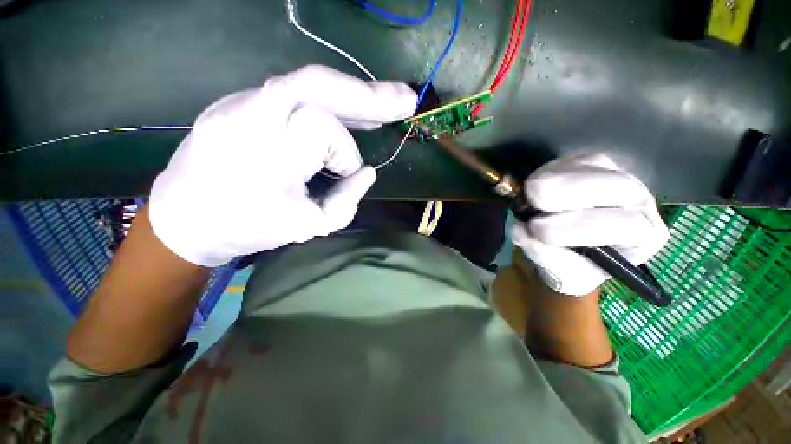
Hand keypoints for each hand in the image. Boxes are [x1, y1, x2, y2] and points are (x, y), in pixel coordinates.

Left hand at [149, 65, 416, 265]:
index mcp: (263, 151)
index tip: (347, 176)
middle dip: (368, 93)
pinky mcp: (243, 102)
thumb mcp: (307, 227)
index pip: (321, 128)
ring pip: (308, 82)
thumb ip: (347, 201)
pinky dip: (331, 100)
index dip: (345, 153)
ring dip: (353, 93)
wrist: (184, 218)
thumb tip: (368, 172)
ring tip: (386, 103)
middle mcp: (249, 113)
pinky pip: (296, 93)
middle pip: (317, 83)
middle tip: (405, 99)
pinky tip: (351, 110)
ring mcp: (242, 101)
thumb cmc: (247, 227)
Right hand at [512, 153, 668, 295]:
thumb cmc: (570, 264)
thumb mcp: (560, 272)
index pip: (627, 225)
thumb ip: (545, 254)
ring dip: (553, 180)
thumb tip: (521, 231)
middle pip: (618, 186)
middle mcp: (639, 201)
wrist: (567, 247)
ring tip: (529, 196)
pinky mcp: (589, 162)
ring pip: (593, 165)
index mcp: (642, 237)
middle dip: (567, 194)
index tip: (535, 229)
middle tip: (530, 202)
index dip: (578, 227)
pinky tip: (534, 188)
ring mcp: (615, 174)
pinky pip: (571, 160)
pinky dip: (546, 172)